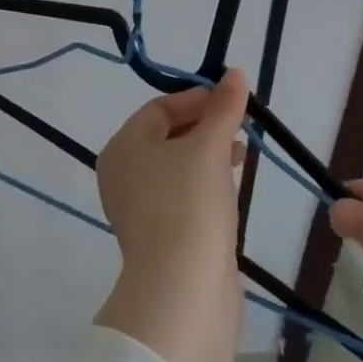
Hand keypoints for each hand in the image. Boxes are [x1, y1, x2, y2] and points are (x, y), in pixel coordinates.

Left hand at [92, 70, 248, 361]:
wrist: (182, 289)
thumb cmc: (190, 203)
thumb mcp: (210, 148)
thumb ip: (224, 108)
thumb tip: (235, 72)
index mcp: (123, 145)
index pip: (159, 108)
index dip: (198, 99)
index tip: (233, 101)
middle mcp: (122, 172)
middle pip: (166, 136)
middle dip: (205, 127)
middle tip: (241, 128)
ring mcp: (137, 207)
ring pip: (175, 167)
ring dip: (207, 156)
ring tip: (241, 156)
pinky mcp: (157, 235)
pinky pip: (180, 195)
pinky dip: (203, 185)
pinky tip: (229, 190)